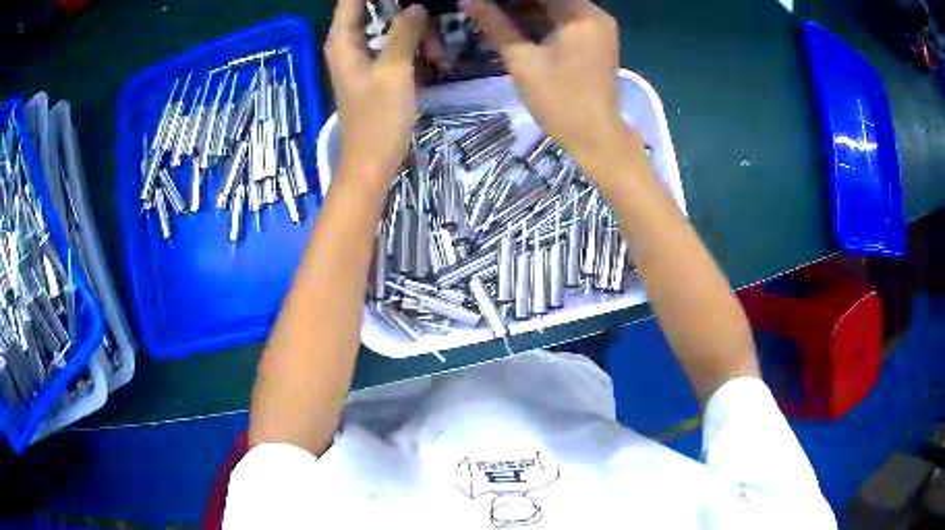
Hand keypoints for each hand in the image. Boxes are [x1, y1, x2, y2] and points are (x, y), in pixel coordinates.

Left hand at [326, 0, 428, 184]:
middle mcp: (348, 44)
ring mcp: (361, 57)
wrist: (371, 163)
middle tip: (428, 14)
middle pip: (372, 9)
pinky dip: (411, 45)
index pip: (351, 1)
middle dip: (401, 7)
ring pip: (387, 27)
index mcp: (343, 41)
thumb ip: (404, 33)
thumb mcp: (394, 71)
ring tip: (436, 50)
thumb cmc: (378, 120)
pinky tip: (431, 56)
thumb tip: (417, 6)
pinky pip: (393, 45)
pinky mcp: (374, 70)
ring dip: (413, 30)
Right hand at [460, 0, 636, 173]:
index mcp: (582, 14)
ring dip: (525, 9)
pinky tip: (511, 23)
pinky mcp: (593, 42)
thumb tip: (468, 0)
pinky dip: (538, 21)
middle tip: (485, 7)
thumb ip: (495, 25)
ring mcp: (596, 28)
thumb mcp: (522, 60)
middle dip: (515, 2)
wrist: (595, 137)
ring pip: (554, 8)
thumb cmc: (559, 99)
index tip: (485, 1)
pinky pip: (562, 21)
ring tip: (492, 13)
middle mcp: (594, 15)